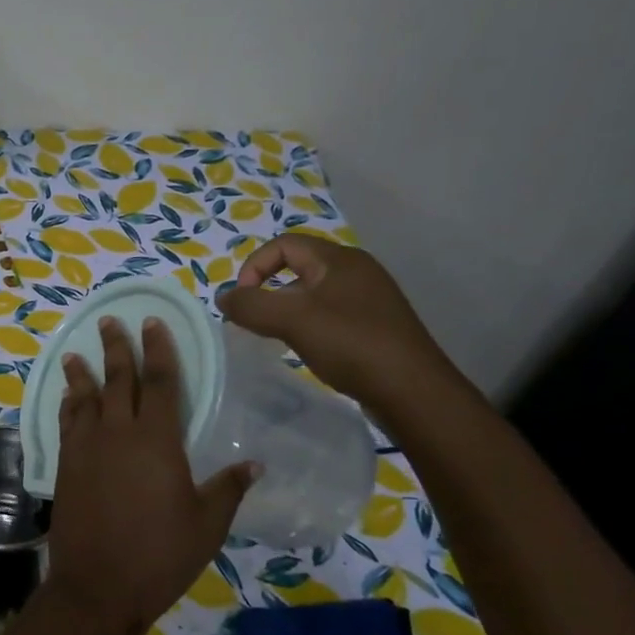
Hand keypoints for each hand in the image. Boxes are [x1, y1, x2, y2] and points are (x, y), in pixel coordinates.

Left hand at [45, 316, 254, 634]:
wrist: (98, 586)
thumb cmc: (160, 555)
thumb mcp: (207, 524)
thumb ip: (228, 489)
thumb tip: (254, 464)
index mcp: (157, 440)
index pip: (161, 382)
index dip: (159, 349)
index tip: (152, 322)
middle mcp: (118, 433)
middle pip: (118, 380)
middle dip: (116, 348)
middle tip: (109, 321)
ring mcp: (86, 448)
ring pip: (85, 398)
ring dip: (81, 373)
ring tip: (74, 353)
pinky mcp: (66, 466)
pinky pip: (66, 424)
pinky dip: (67, 405)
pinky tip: (67, 398)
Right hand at [217, 233, 458, 416]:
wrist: (411, 390)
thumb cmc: (350, 343)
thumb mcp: (292, 319)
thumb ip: (250, 305)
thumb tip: (223, 297)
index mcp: (339, 259)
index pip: (284, 244)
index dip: (254, 266)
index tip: (242, 301)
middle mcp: (357, 271)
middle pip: (298, 267)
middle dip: (268, 290)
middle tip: (255, 321)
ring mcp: (369, 299)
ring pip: (313, 294)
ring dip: (287, 310)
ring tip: (276, 337)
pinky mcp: (375, 326)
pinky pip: (330, 315)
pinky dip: (309, 326)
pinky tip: (306, 350)